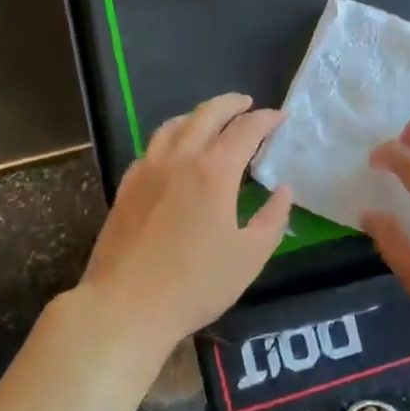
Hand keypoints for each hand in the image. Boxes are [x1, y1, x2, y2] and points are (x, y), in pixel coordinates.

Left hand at [78, 93, 292, 342]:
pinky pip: (152, 146)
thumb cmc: (195, 284)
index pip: (245, 130)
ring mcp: (148, 170)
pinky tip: (174, 151)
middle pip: (206, 115)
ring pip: (174, 125)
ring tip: (211, 119)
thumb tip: (283, 190)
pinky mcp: (127, 186)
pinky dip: (171, 136)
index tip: (281, 117)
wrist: (125, 306)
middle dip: (231, 104)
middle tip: (247, 104)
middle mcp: (180, 159)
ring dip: (198, 115)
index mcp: (214, 172)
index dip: (266, 119)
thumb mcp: (250, 257)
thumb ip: (272, 219)